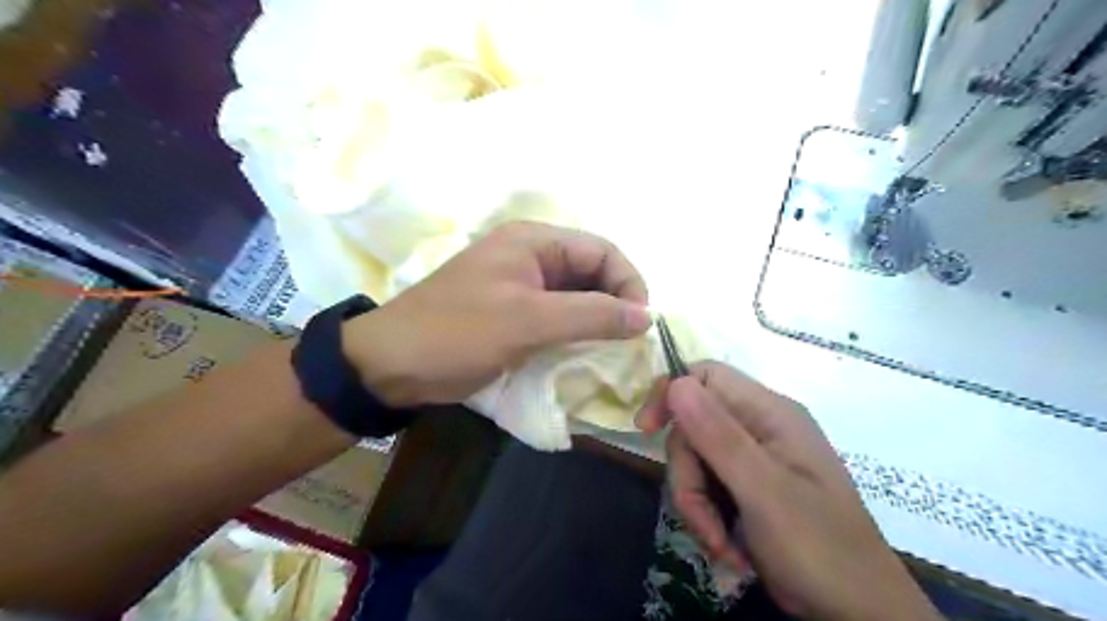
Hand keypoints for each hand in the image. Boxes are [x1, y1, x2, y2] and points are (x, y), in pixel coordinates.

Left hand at [341, 222, 649, 406]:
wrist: (392, 365)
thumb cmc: (458, 333)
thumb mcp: (527, 321)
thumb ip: (590, 315)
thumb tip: (646, 316)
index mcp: (534, 242)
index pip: (601, 251)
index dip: (628, 282)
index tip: (640, 323)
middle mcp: (531, 256)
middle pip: (591, 273)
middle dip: (615, 303)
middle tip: (628, 342)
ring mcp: (522, 286)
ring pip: (576, 297)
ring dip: (597, 321)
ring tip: (612, 351)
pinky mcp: (514, 313)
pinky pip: (557, 317)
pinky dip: (575, 333)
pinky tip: (585, 355)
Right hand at [641, 364, 942, 620]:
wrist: (856, 611)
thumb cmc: (818, 546)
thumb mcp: (763, 490)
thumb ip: (718, 435)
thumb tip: (676, 384)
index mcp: (769, 412)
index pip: (705, 376)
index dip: (671, 394)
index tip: (647, 429)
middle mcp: (759, 427)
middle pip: (693, 427)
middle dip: (688, 475)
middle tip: (703, 518)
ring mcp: (753, 459)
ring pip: (695, 462)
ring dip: (697, 504)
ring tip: (720, 542)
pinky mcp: (747, 487)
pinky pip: (706, 487)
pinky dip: (708, 517)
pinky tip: (728, 547)